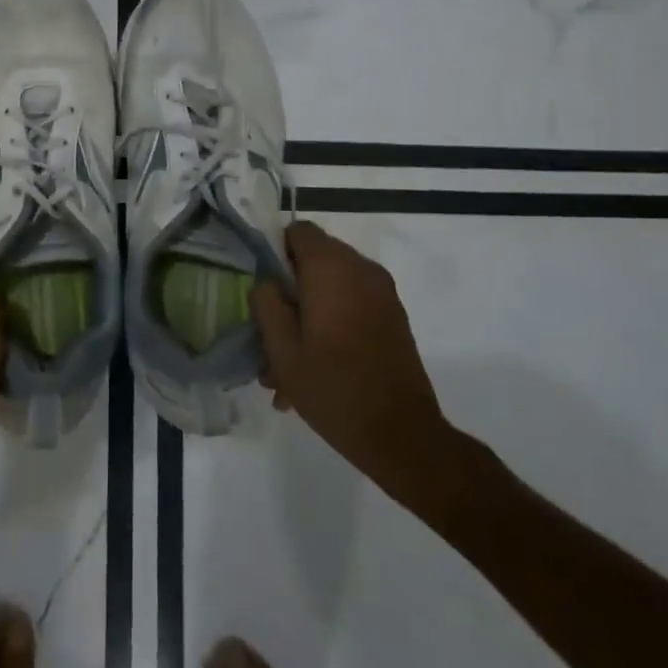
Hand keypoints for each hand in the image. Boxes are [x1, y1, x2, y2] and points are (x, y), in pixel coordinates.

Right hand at [251, 221, 461, 507]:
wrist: (402, 436)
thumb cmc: (333, 387)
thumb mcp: (282, 348)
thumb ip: (266, 302)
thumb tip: (267, 281)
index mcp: (332, 268)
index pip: (297, 231)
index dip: (275, 253)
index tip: (265, 289)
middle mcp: (361, 269)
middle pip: (315, 258)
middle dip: (291, 288)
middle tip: (274, 330)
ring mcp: (383, 293)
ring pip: (333, 285)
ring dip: (310, 310)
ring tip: (292, 359)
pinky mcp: (393, 316)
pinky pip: (353, 303)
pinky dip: (332, 320)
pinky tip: (318, 364)